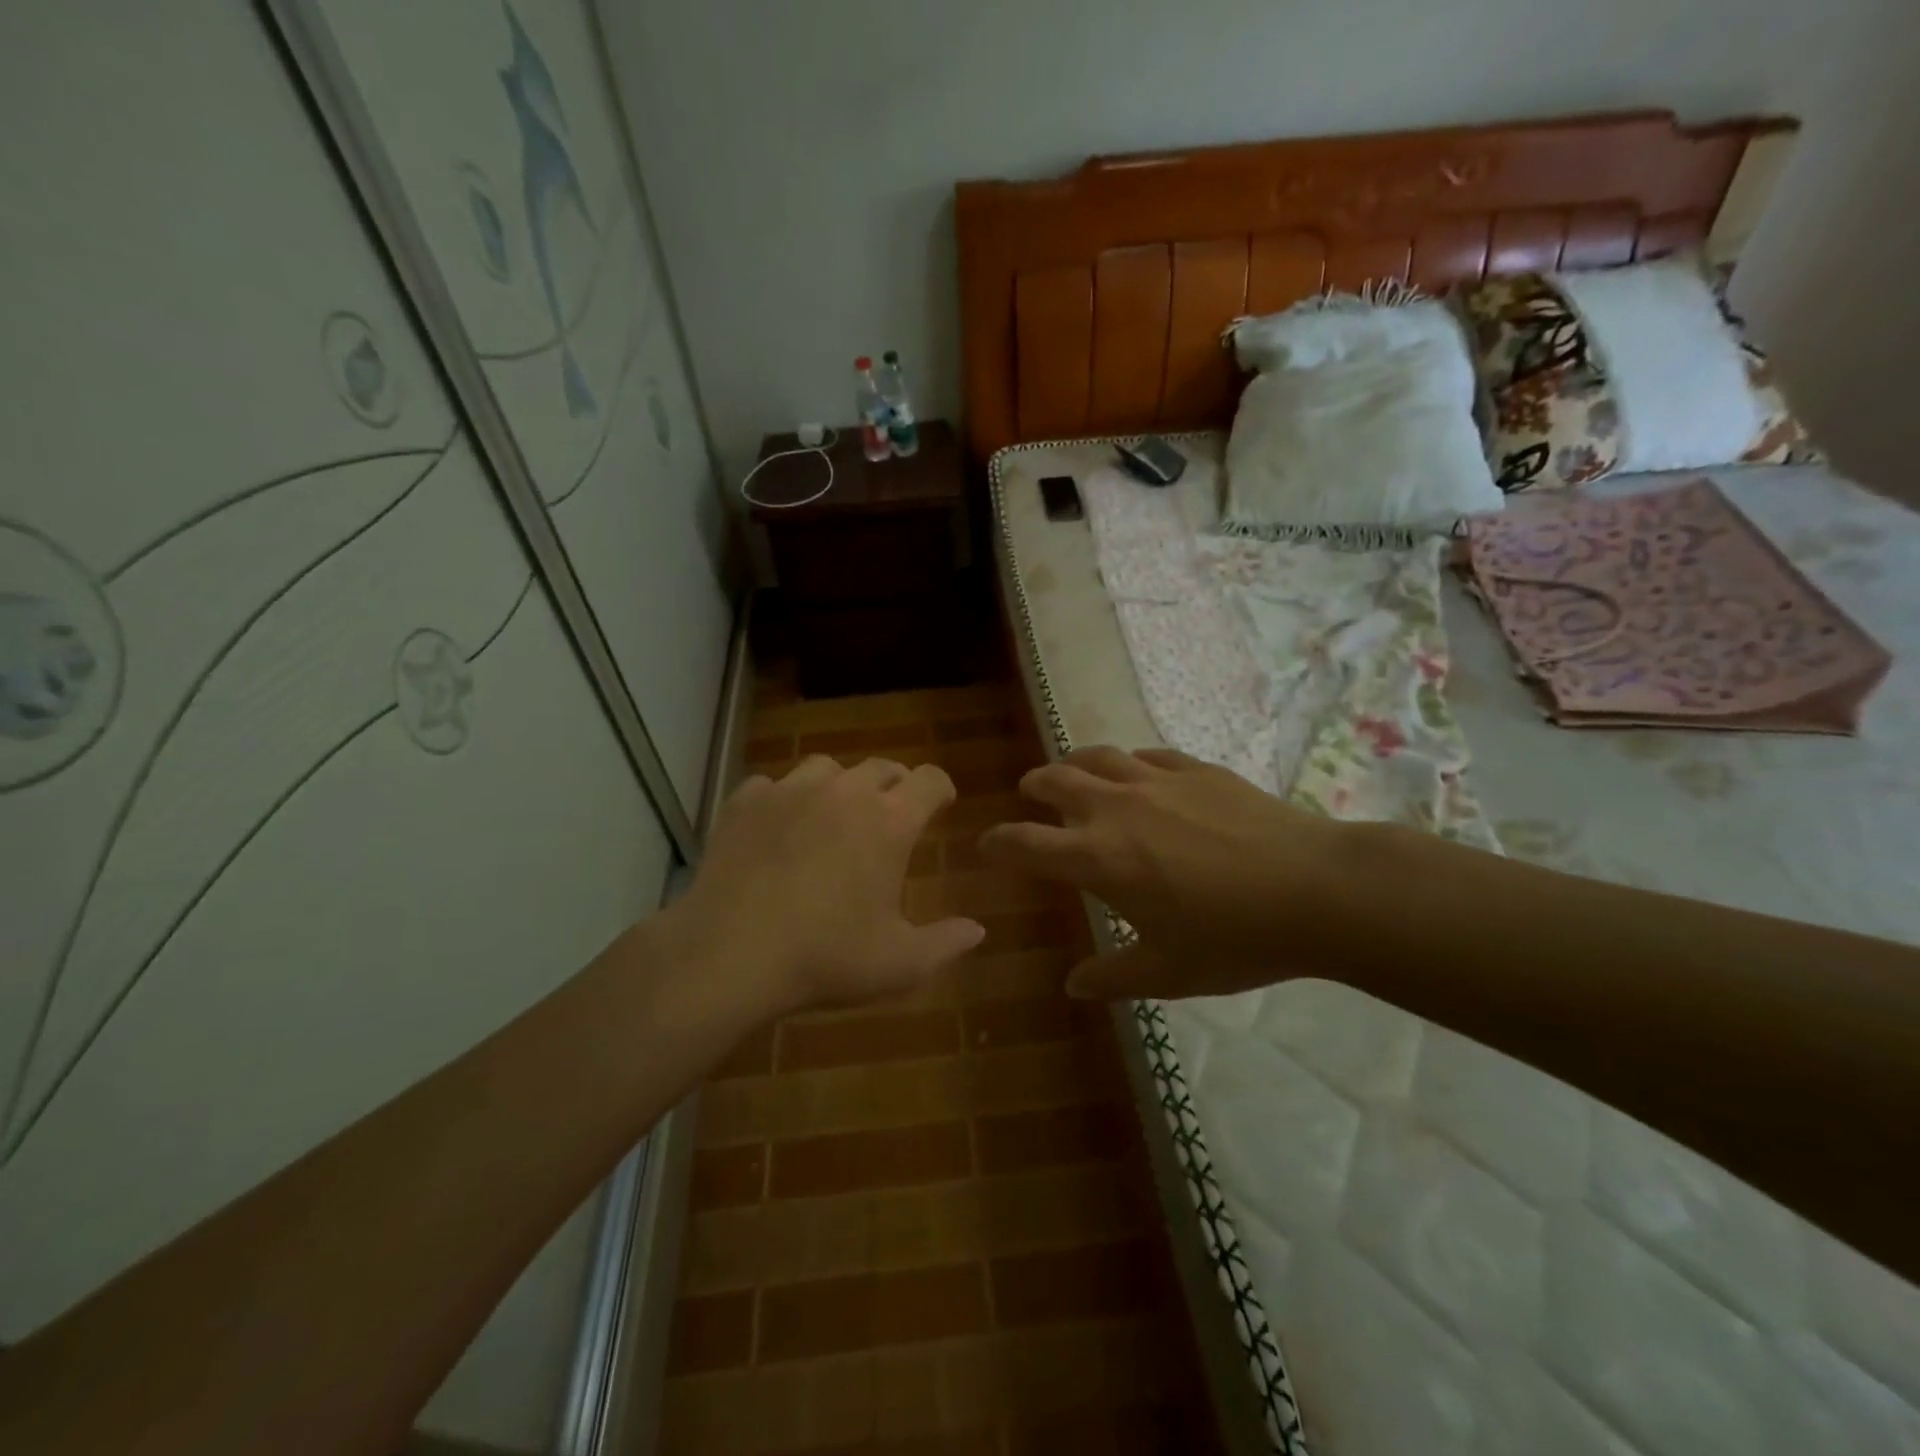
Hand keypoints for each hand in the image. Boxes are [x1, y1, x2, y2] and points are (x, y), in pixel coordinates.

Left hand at [662, 755, 985, 1017]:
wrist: (730, 954)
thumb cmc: (825, 958)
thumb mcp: (899, 964)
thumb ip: (946, 944)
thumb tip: (978, 931)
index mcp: (889, 821)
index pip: (929, 780)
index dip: (940, 788)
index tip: (941, 803)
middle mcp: (844, 792)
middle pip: (881, 766)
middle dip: (894, 785)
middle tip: (891, 813)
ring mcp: (790, 790)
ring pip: (826, 766)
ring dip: (839, 785)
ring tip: (833, 814)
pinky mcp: (745, 801)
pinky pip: (773, 784)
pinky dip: (783, 799)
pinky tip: (778, 826)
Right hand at [979, 747, 1354, 999]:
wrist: (1316, 889)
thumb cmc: (1235, 938)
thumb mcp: (1168, 972)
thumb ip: (1114, 977)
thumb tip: (1073, 986)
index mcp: (1097, 858)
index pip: (1024, 844)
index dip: (996, 844)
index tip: (986, 847)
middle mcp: (1115, 808)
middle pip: (1053, 781)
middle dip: (1033, 787)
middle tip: (1030, 796)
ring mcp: (1156, 780)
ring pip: (1097, 757)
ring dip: (1074, 764)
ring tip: (1073, 774)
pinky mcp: (1195, 768)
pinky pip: (1146, 756)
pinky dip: (1128, 763)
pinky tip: (1139, 775)